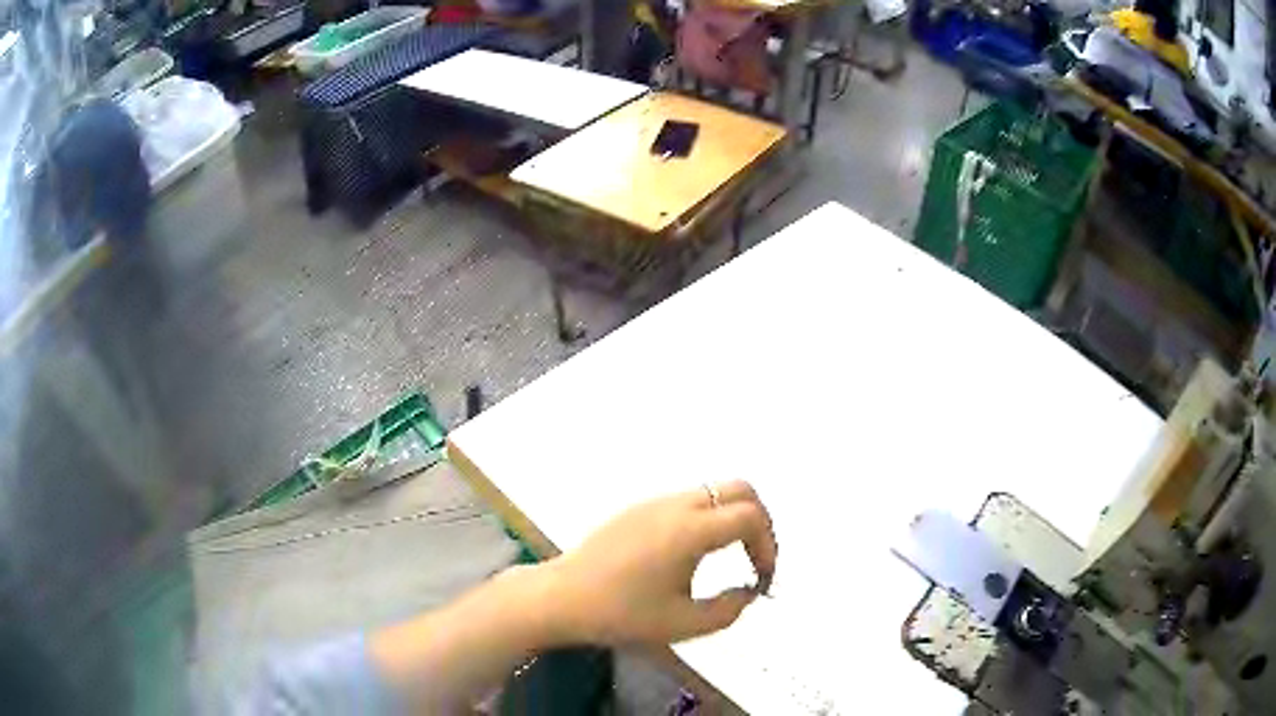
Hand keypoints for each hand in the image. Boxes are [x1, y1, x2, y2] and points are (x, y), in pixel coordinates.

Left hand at [544, 480, 776, 645]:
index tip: (762, 579)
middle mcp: (676, 505)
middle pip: (739, 489)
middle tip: (757, 558)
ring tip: (730, 559)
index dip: (769, 546)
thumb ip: (729, 609)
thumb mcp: (684, 624)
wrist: (560, 598)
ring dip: (732, 518)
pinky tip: (694, 554)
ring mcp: (654, 502)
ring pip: (712, 491)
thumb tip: (748, 591)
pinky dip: (708, 518)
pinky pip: (688, 501)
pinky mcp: (637, 509)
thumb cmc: (621, 614)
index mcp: (690, 530)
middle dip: (760, 520)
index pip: (750, 516)